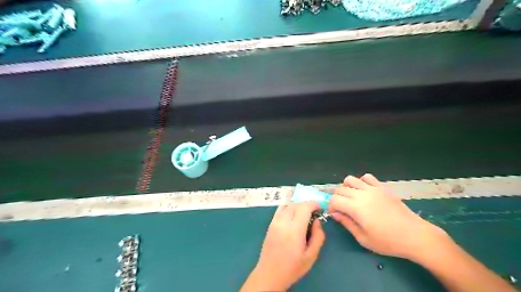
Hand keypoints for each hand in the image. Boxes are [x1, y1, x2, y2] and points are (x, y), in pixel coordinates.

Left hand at [241, 202, 324, 290]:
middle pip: (296, 204)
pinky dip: (288, 207)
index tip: (319, 209)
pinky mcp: (270, 224)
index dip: (313, 204)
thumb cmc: (293, 267)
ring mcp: (275, 222)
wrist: (269, 274)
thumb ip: (318, 236)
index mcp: (294, 230)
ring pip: (287, 204)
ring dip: (297, 205)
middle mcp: (283, 222)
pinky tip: (293, 215)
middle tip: (314, 212)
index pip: (304, 208)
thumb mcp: (311, 256)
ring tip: (304, 213)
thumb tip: (317, 221)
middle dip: (306, 205)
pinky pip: (280, 209)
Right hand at [329, 173, 447, 262]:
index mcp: (356, 207)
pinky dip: (361, 182)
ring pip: (350, 179)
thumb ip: (346, 223)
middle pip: (340, 189)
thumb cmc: (388, 241)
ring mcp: (373, 188)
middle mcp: (362, 194)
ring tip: (351, 198)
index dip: (331, 207)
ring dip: (346, 188)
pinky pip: (367, 177)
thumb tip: (334, 213)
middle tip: (342, 209)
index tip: (335, 214)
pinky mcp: (382, 187)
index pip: (334, 199)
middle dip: (337, 198)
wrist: (415, 236)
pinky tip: (365, 192)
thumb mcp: (363, 238)